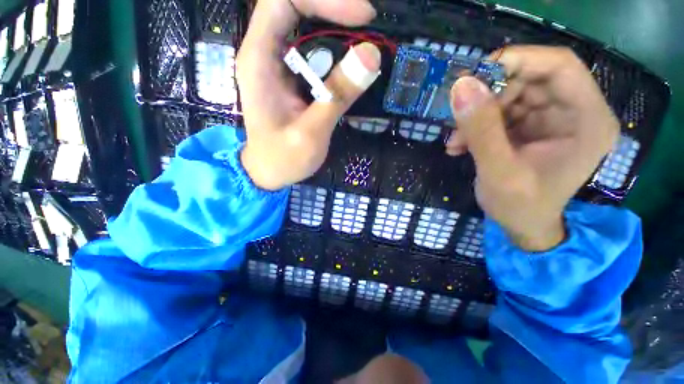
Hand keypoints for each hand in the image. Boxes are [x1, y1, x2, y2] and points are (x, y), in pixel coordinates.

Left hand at [237, 0, 381, 190]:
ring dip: (338, 31)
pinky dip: (336, 53)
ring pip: (307, 27)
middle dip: (335, 11)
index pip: (284, 1)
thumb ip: (336, 96)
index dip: (323, 0)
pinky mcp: (292, 78)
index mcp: (259, 60)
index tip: (362, 17)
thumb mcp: (310, 133)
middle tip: (369, 27)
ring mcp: (279, 65)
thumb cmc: (283, 159)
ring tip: (364, 51)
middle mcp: (266, 53)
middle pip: (297, 7)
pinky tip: (351, 68)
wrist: (270, 172)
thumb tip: (370, 55)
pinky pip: (314, 52)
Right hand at [445, 46, 619, 250]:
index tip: (474, 75)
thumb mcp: (498, 171)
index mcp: (587, 120)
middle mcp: (575, 112)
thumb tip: (461, 86)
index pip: (559, 66)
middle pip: (531, 79)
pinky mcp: (532, 127)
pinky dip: (477, 125)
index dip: (517, 61)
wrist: (522, 226)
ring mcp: (552, 119)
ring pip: (511, 95)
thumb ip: (481, 130)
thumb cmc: (519, 207)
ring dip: (477, 115)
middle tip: (458, 113)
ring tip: (456, 141)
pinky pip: (501, 112)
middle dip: (489, 95)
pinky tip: (460, 145)